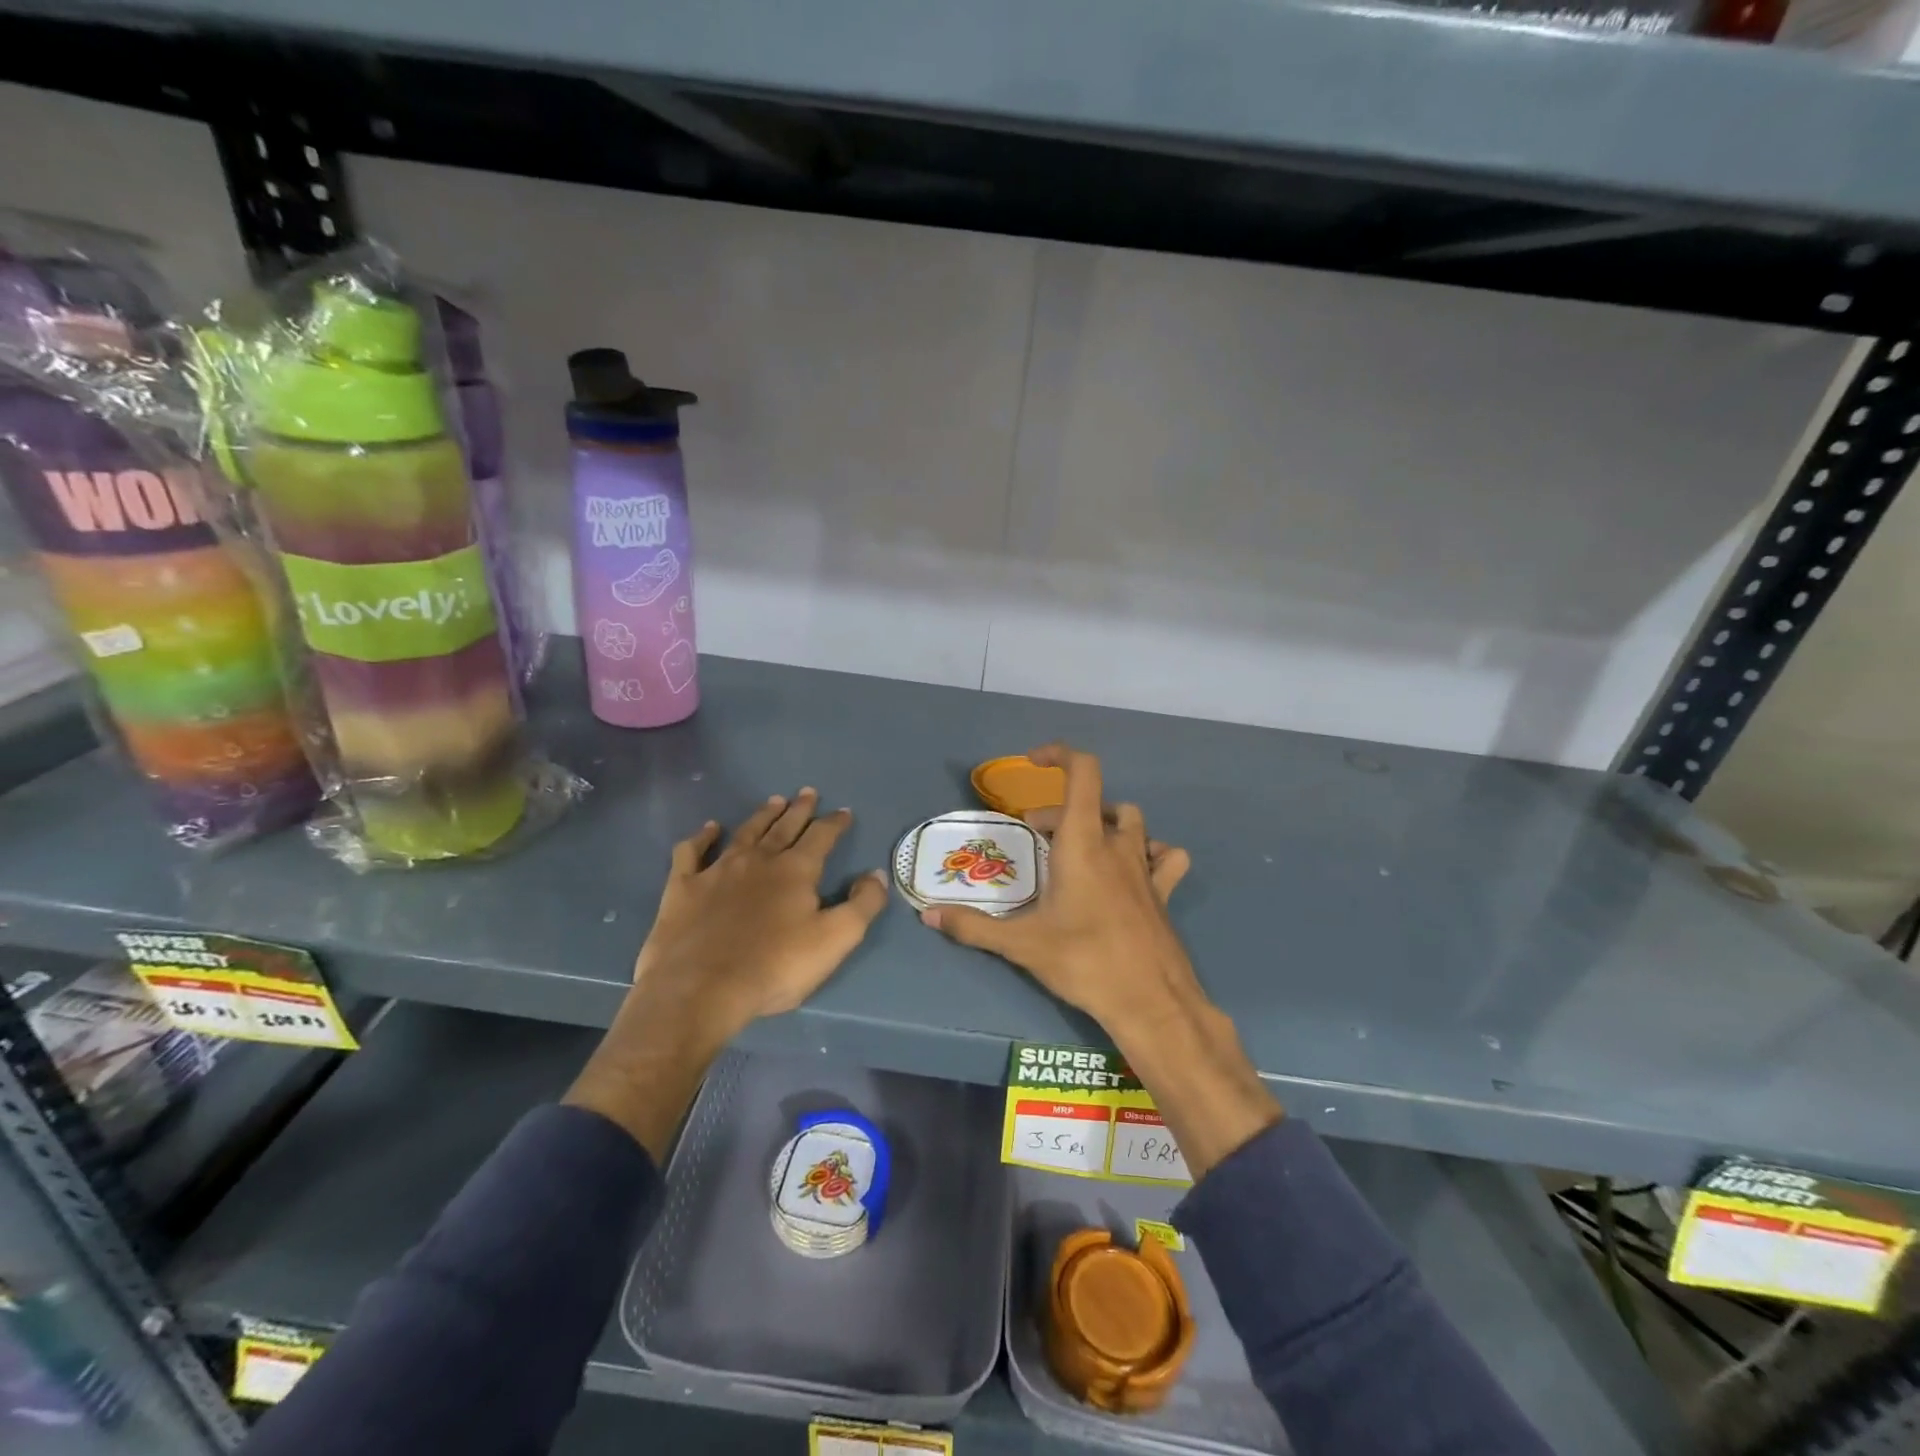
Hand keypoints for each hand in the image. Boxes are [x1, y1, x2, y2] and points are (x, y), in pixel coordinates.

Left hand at [567, 789, 887, 1157]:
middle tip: (808, 792)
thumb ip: (863, 904)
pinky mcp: (684, 887)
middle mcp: (758, 860)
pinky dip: (702, 837)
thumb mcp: (835, 940)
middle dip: (800, 809)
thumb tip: (877, 874)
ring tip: (774, 801)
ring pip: (746, 832)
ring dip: (762, 816)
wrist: (700, 989)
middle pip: (784, 827)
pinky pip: (692, 852)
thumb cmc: (775, 967)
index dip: (835, 823)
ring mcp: (718, 870)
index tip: (844, 811)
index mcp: (796, 870)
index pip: (822, 836)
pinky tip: (710, 829)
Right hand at [922, 745, 1280, 1177]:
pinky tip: (1133, 870)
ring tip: (1079, 848)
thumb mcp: (1021, 944)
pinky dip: (1150, 851)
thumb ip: (972, 926)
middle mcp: (1117, 844)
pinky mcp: (1164, 892)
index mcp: (1083, 842)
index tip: (1033, 762)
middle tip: (1033, 840)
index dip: (1060, 754)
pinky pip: (1164, 856)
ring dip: (1104, 822)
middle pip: (1094, 801)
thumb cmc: (1084, 961)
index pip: (1083, 772)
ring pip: (1131, 822)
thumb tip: (928, 915)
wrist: (1151, 1002)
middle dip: (1059, 811)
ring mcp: (1145, 867)